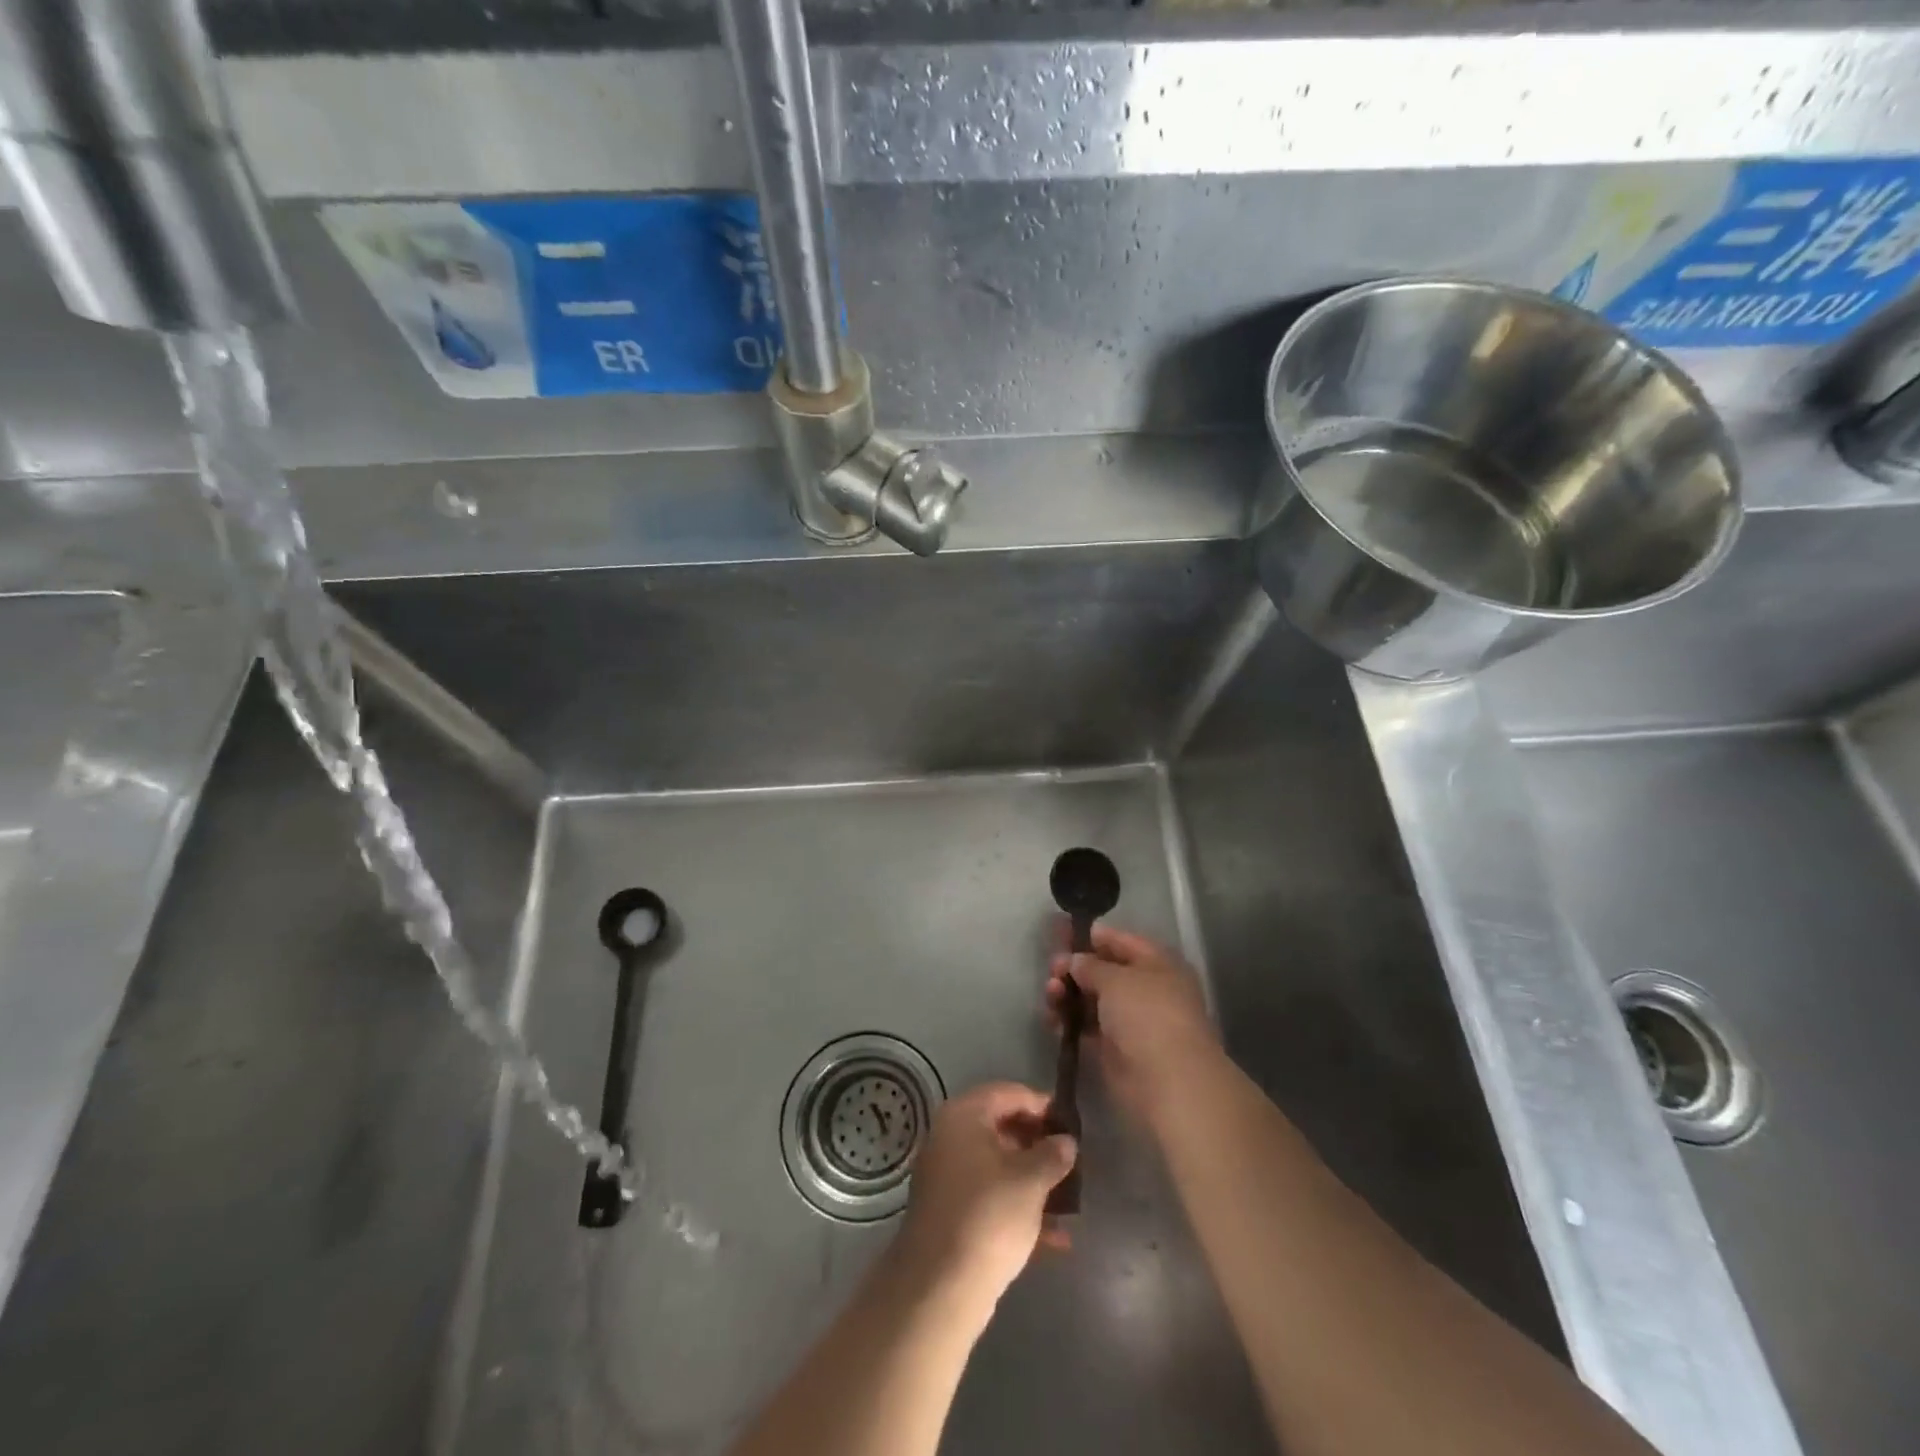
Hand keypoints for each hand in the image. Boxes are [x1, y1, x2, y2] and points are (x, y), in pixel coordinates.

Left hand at [896, 1083, 1076, 1313]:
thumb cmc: (989, 1215)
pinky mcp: (951, 1214)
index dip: (1043, 1105)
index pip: (1009, 1093)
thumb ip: (1052, 1154)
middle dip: (1039, 1145)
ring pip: (999, 1167)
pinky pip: (991, 1199)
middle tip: (1072, 1160)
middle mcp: (951, 1137)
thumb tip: (1066, 1141)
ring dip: (1034, 1181)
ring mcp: (948, 1176)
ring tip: (1070, 1199)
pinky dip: (1020, 1211)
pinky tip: (1057, 1239)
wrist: (940, 1288)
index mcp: (964, 1115)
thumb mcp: (1030, 1181)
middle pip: (1003, 1128)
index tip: (1072, 1124)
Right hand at [1047, 924, 1219, 1125]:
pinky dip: (1069, 1021)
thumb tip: (1074, 961)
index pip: (1122, 941)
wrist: (1167, 1081)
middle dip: (1076, 967)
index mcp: (1158, 964)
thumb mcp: (1115, 979)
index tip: (1062, 932)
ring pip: (1093, 1000)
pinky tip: (1051, 1017)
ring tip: (1050, 992)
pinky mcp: (1116, 1050)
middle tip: (1051, 968)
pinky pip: (1087, 1027)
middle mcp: (1147, 989)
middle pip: (1104, 971)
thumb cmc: (1147, 1014)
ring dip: (1069, 993)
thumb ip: (1090, 965)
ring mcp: (1131, 1021)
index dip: (1093, 936)